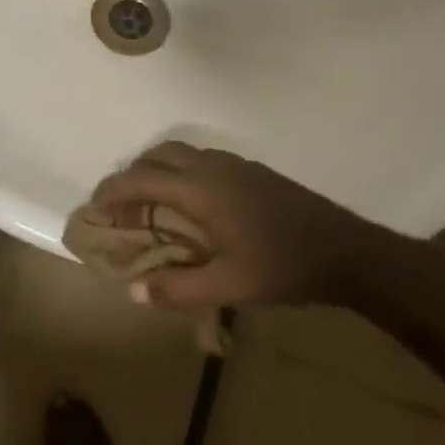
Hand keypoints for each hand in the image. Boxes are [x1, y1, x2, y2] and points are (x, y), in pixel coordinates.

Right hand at [89, 142, 401, 311]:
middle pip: (157, 155)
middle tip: (122, 205)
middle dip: (132, 174)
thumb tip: (134, 291)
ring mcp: (235, 164)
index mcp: (200, 189)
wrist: (350, 252)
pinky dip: (181, 171)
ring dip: (157, 170)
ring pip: (181, 152)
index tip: (94, 207)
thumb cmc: (285, 267)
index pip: (141, 178)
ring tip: (152, 203)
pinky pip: (202, 159)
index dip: (112, 190)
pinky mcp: (252, 170)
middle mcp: (212, 166)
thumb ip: (179, 289)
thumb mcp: (231, 287)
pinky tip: (194, 204)